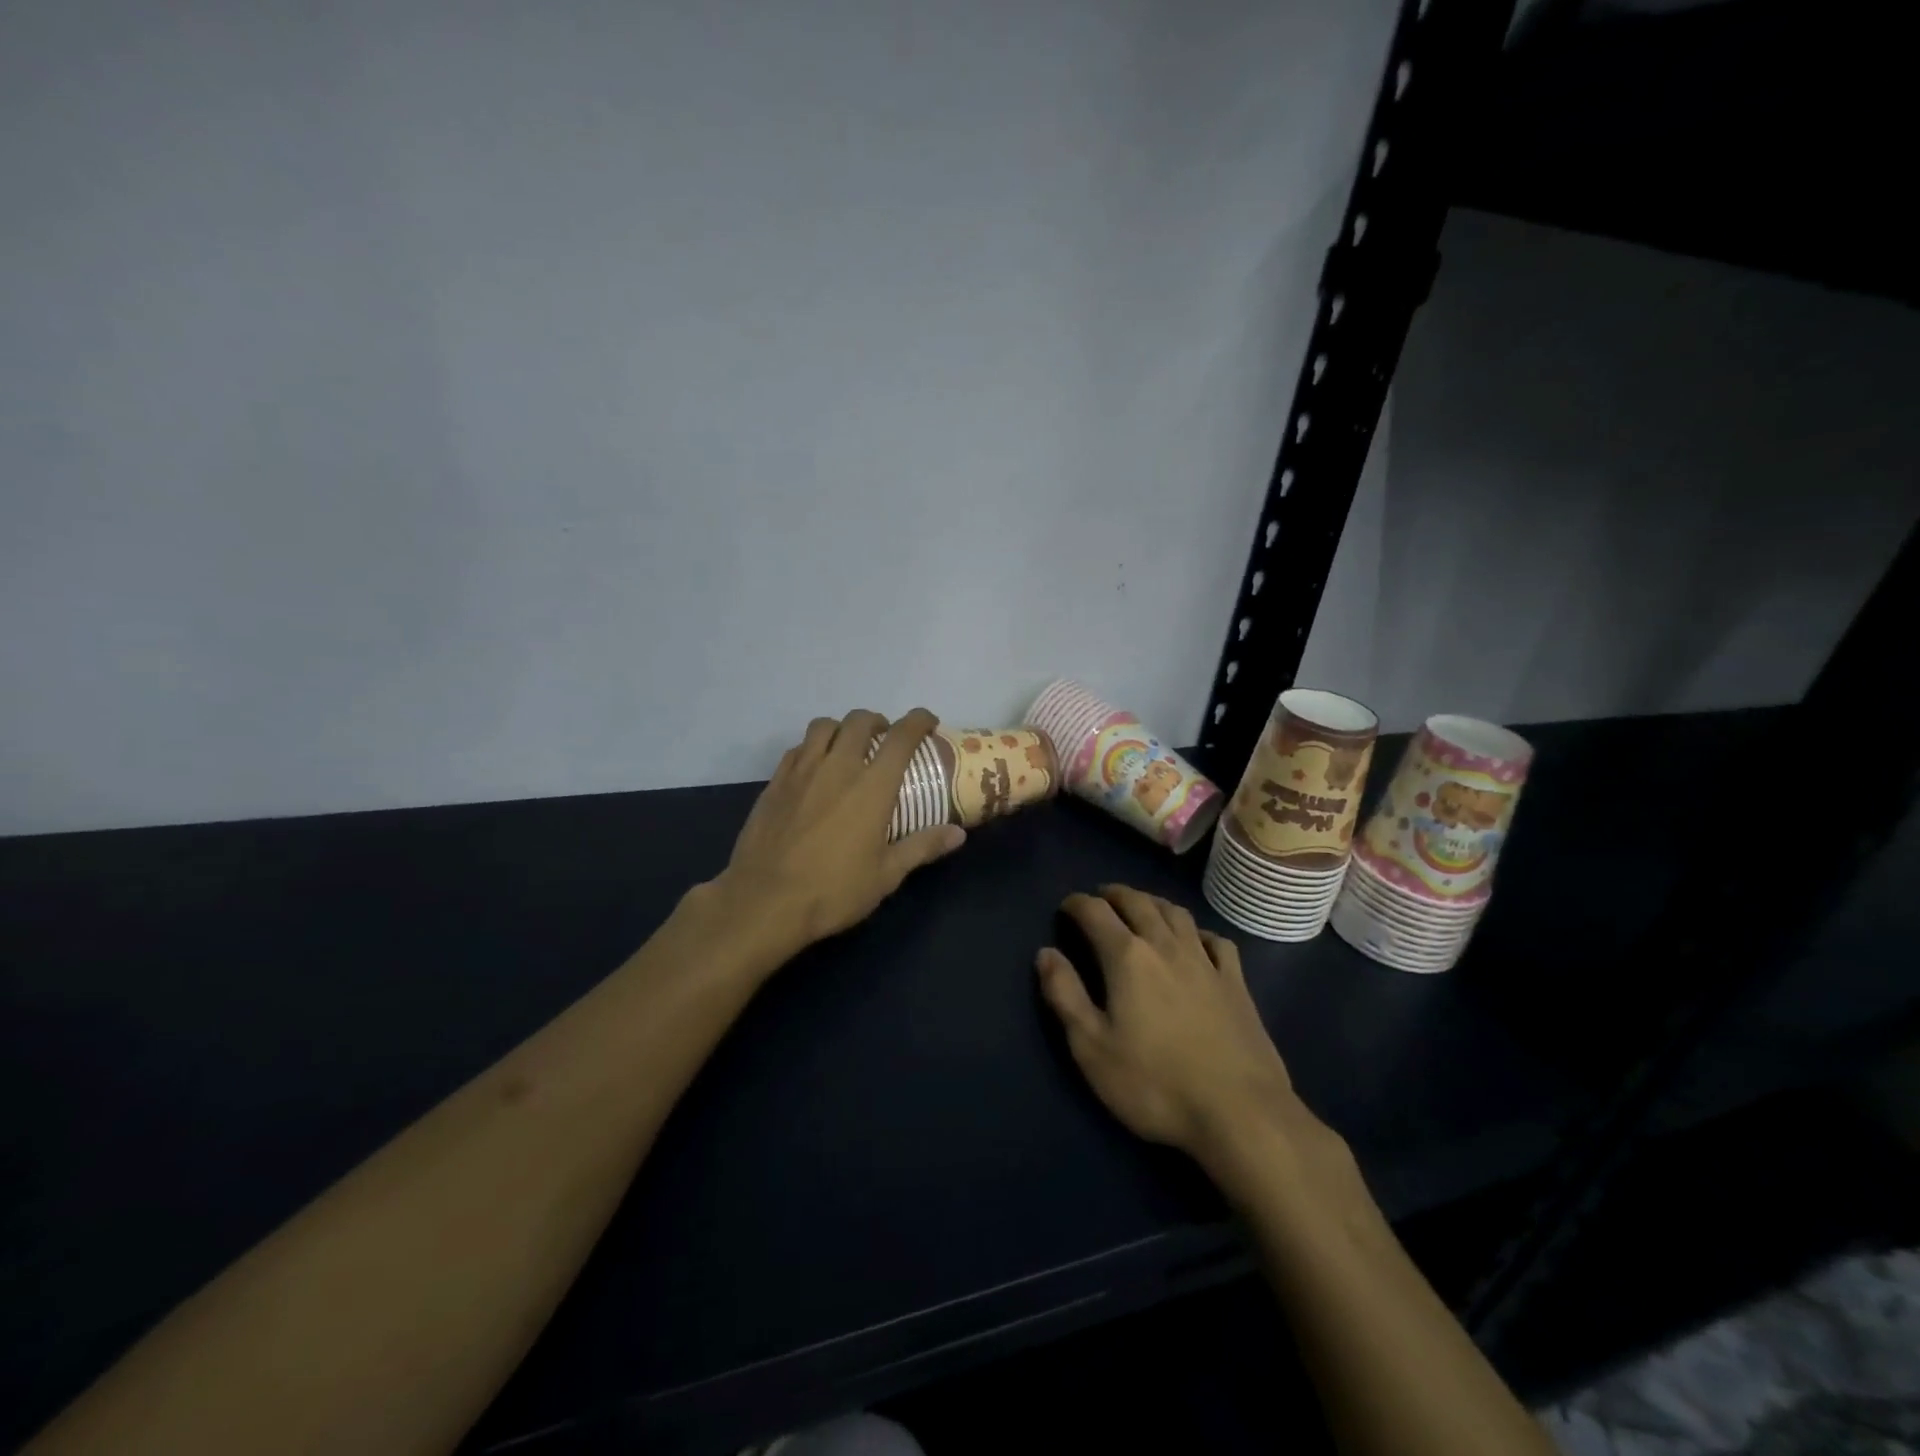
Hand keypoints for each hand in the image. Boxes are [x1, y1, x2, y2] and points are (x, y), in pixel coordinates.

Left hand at [714, 708, 965, 955]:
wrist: (764, 902)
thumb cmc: (833, 890)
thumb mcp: (887, 875)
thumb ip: (923, 847)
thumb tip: (958, 833)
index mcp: (872, 786)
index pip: (901, 736)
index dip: (918, 720)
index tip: (928, 721)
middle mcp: (838, 767)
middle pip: (859, 720)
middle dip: (878, 721)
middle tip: (885, 738)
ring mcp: (801, 771)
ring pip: (823, 726)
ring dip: (842, 728)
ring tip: (848, 746)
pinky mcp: (774, 783)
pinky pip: (797, 749)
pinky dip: (812, 748)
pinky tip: (815, 769)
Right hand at [1035, 885, 1306, 1167]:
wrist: (1240, 1112)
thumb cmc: (1155, 1083)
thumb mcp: (1092, 1047)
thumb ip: (1065, 995)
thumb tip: (1045, 953)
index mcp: (1127, 957)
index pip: (1096, 912)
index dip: (1077, 904)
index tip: (1066, 907)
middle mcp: (1166, 945)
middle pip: (1138, 902)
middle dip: (1115, 894)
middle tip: (1100, 897)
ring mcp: (1206, 962)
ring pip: (1176, 913)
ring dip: (1153, 902)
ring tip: (1141, 907)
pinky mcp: (1236, 983)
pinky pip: (1216, 940)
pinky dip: (1198, 931)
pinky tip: (1195, 940)